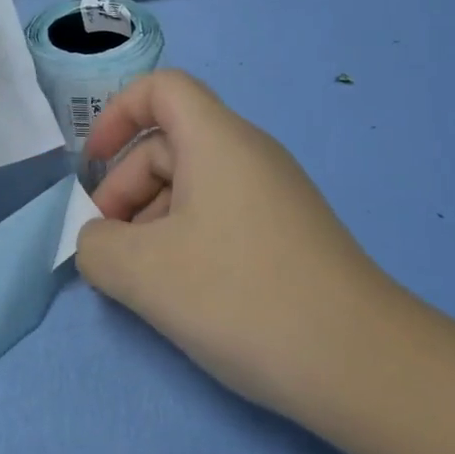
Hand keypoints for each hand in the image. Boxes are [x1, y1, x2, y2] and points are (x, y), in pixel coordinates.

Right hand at [77, 70, 404, 418]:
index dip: (117, 114)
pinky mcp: (288, 235)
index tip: (92, 165)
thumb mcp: (144, 272)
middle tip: (109, 247)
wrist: (362, 365)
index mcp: (218, 141)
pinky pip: (221, 216)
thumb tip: (99, 242)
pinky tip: (183, 292)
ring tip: (141, 279)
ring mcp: (274, 196)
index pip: (161, 88)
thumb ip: (96, 247)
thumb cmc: (242, 297)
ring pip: (193, 185)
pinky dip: (186, 240)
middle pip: (170, 144)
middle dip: (126, 187)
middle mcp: (250, 155)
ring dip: (152, 219)